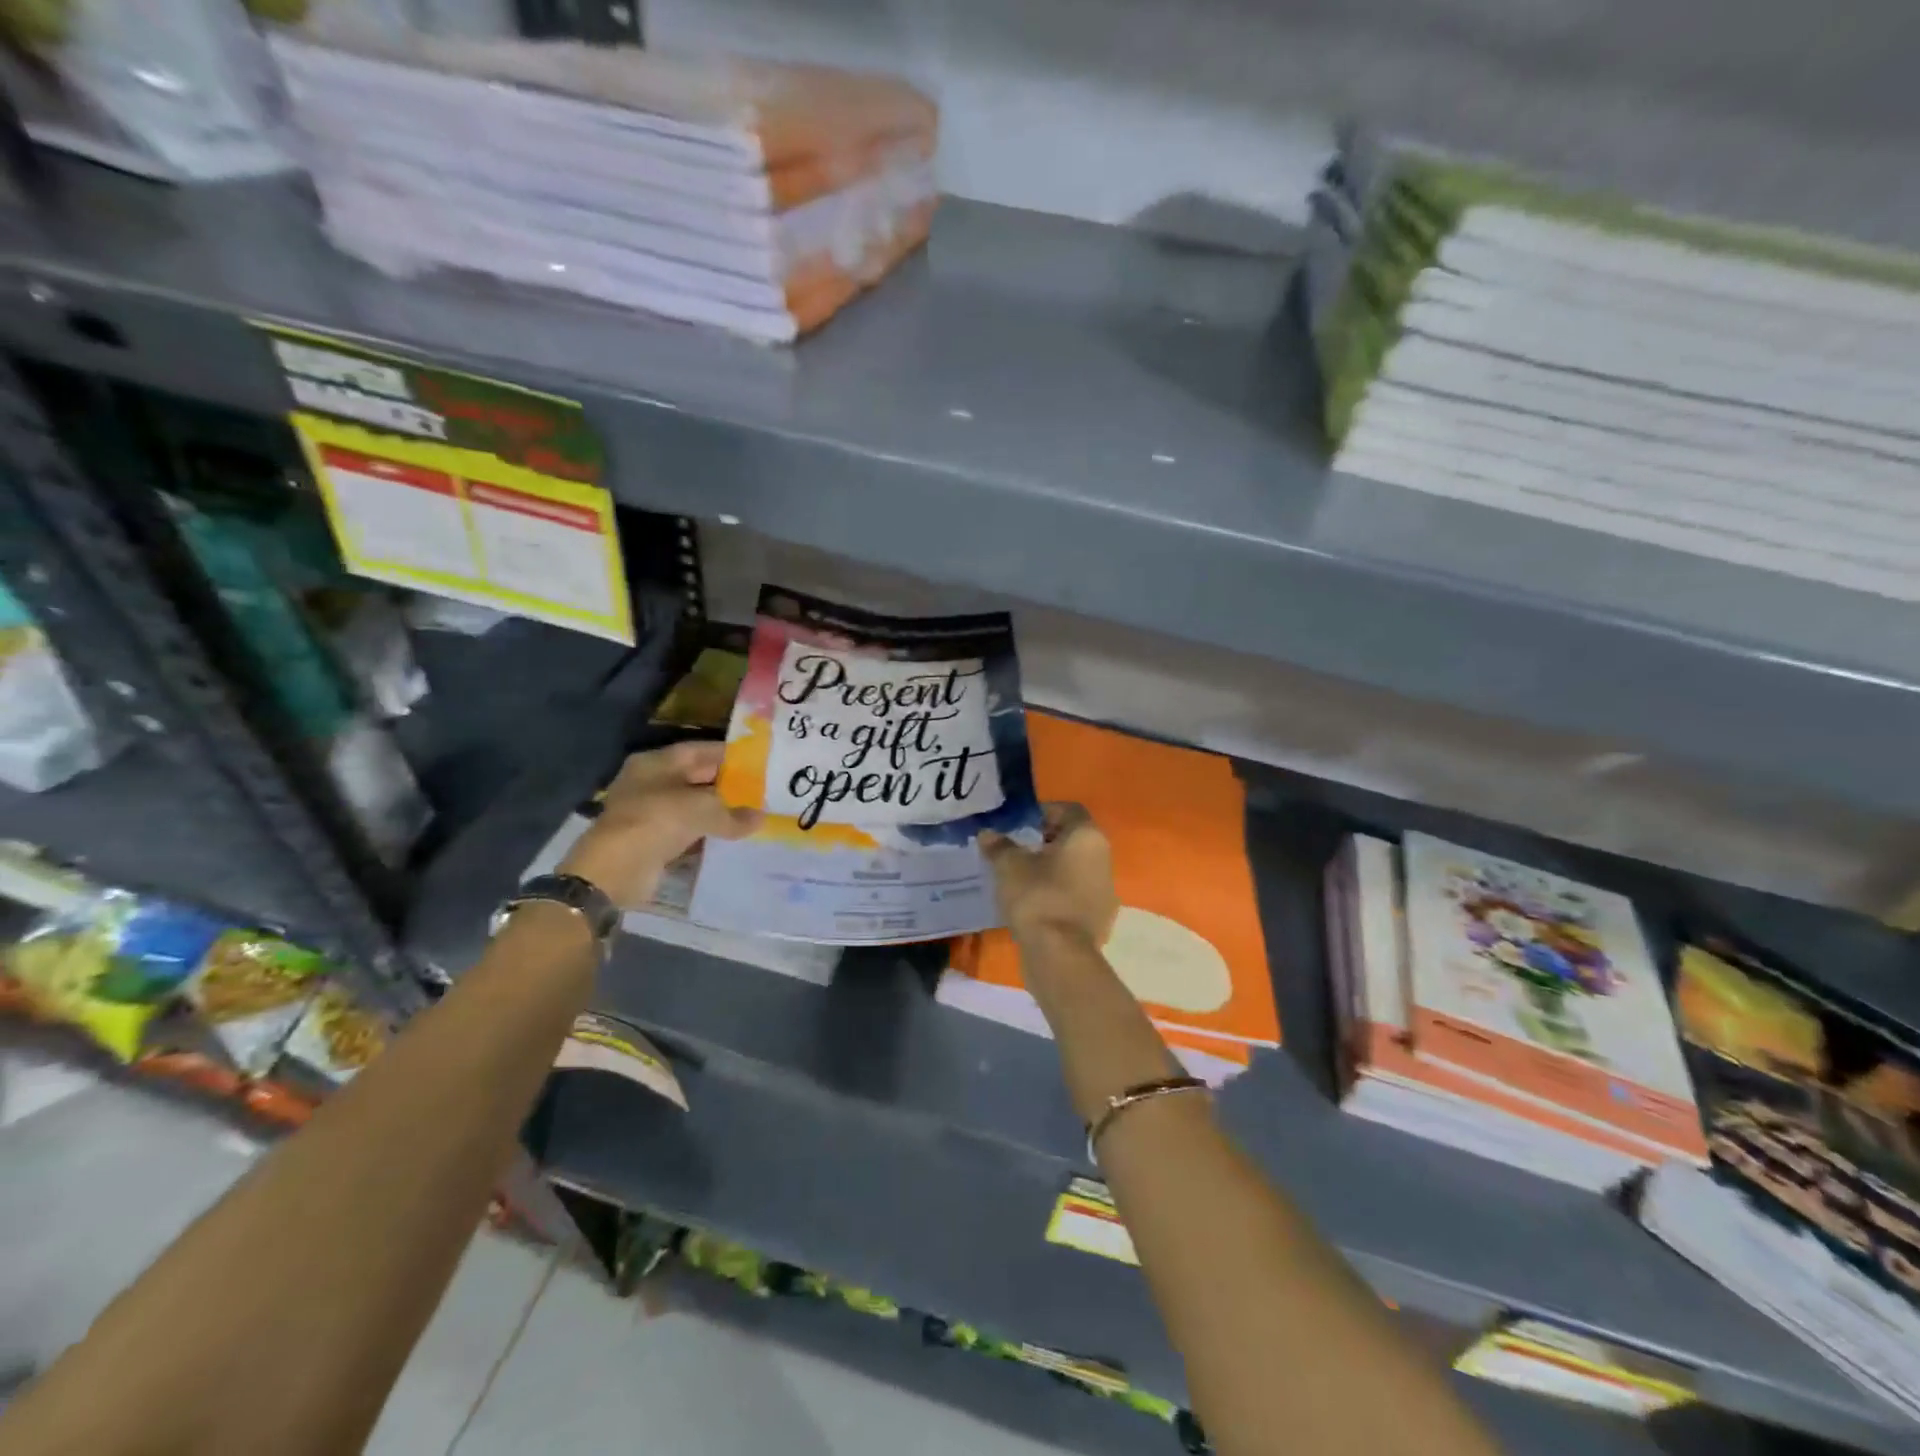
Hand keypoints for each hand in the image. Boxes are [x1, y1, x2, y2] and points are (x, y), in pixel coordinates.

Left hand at [559, 742, 760, 908]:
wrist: (616, 869)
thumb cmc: (658, 821)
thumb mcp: (704, 809)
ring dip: (718, 812)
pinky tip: (732, 838)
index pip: (699, 750)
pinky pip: (686, 832)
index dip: (729, 755)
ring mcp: (649, 812)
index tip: (758, 762)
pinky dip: (706, 835)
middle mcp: (650, 782)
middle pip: (696, 778)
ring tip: (752, 815)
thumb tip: (760, 818)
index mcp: (657, 762)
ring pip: (692, 807)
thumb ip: (734, 813)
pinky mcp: (652, 839)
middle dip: (727, 785)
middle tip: (761, 790)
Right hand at [979, 803, 1117, 947]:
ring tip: (1024, 877)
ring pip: (1077, 867)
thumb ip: (999, 846)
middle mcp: (1104, 857)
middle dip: (1047, 840)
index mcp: (1087, 836)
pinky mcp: (1101, 916)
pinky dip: (1060, 892)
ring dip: (1054, 867)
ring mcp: (1106, 889)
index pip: (1069, 810)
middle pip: (1075, 839)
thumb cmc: (1037, 896)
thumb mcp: (1009, 866)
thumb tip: (988, 834)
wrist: (1059, 954)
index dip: (1044, 812)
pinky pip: (1078, 893)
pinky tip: (1036, 902)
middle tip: (1019, 848)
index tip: (1020, 824)